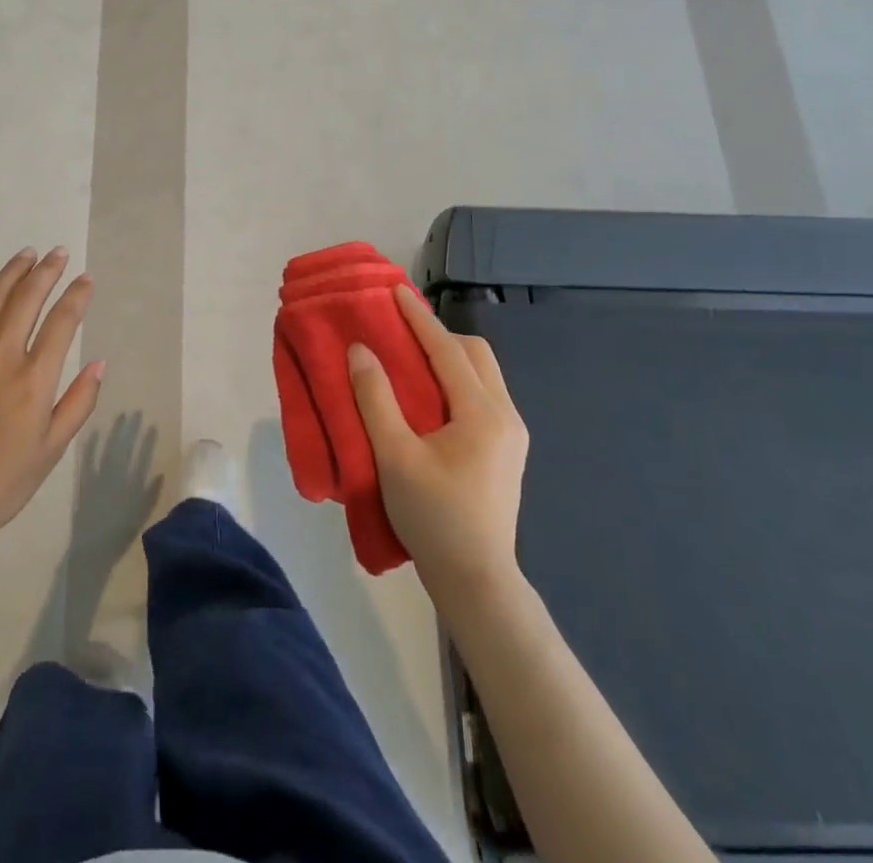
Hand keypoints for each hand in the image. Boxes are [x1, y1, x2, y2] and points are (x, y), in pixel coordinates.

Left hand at [0, 248, 102, 555]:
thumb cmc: (2, 482)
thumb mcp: (52, 450)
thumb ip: (78, 403)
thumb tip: (98, 364)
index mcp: (34, 380)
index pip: (62, 322)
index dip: (77, 295)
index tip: (86, 279)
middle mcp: (1, 357)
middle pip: (27, 299)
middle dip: (47, 271)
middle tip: (58, 253)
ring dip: (11, 273)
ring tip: (25, 256)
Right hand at [349, 286, 528, 595]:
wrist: (476, 580)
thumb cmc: (433, 517)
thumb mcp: (394, 456)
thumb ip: (375, 399)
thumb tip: (361, 350)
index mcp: (482, 412)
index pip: (447, 349)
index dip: (418, 318)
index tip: (395, 291)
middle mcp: (505, 415)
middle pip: (475, 354)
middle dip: (439, 334)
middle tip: (401, 331)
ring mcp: (511, 434)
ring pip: (482, 374)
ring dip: (449, 357)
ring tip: (411, 360)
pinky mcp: (507, 450)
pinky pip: (482, 395)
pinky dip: (456, 380)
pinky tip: (430, 397)